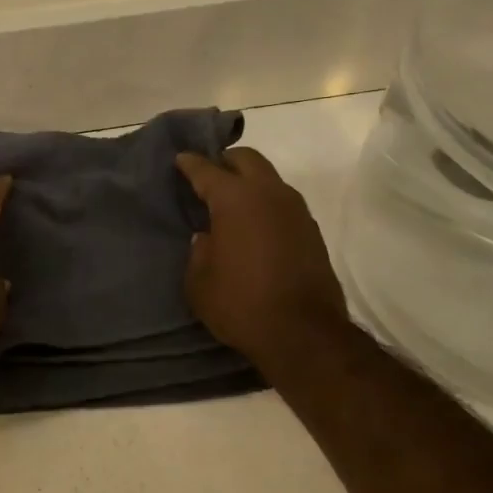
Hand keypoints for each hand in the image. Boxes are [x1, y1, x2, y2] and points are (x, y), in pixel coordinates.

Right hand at [175, 148, 348, 372]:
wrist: (303, 333)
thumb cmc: (240, 303)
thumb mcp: (199, 282)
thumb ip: (199, 251)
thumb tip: (208, 238)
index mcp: (235, 199)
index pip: (207, 170)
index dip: (191, 163)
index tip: (180, 159)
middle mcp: (269, 194)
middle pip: (247, 159)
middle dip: (226, 161)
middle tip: (209, 174)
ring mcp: (296, 211)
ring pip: (269, 179)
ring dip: (250, 182)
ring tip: (231, 202)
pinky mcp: (311, 231)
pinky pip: (283, 203)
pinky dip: (266, 204)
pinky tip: (254, 225)